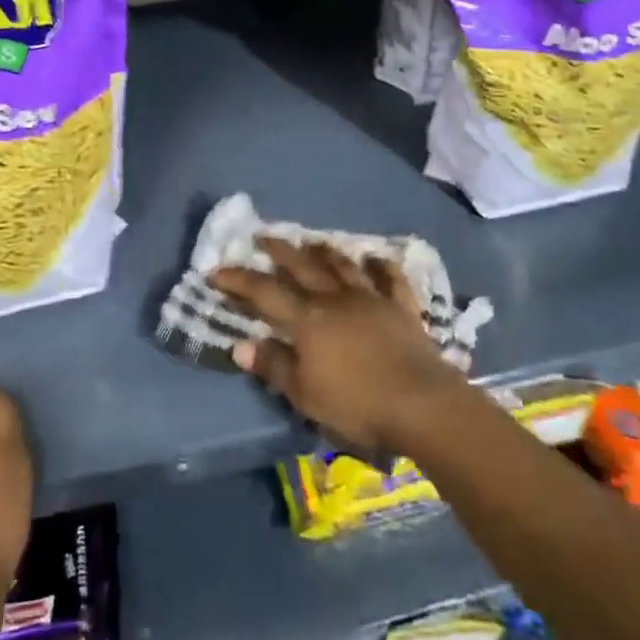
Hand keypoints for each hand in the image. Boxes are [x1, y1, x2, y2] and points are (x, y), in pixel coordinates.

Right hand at [211, 236, 465, 452]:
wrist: (421, 403)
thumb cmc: (357, 404)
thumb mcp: (306, 394)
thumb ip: (274, 366)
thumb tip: (240, 344)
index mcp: (308, 320)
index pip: (265, 293)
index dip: (239, 280)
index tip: (217, 270)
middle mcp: (336, 299)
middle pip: (303, 267)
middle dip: (279, 250)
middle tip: (262, 235)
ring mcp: (371, 299)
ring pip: (343, 266)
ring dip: (324, 251)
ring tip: (311, 241)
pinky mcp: (402, 307)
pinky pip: (390, 278)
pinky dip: (381, 265)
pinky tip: (375, 257)